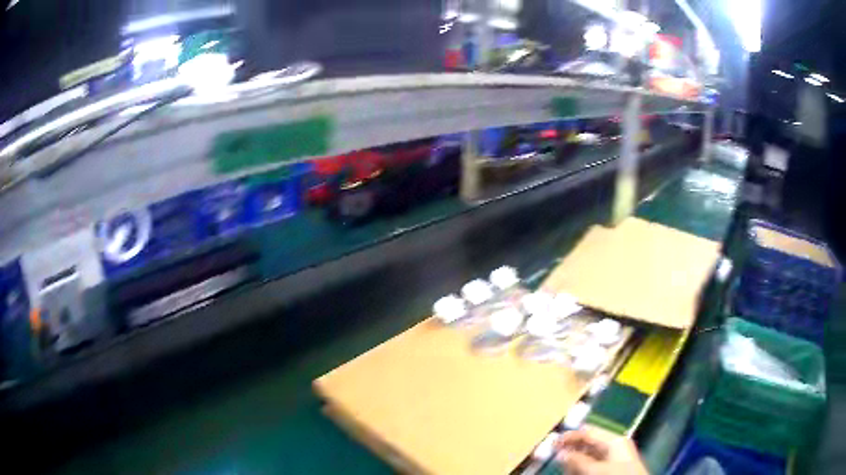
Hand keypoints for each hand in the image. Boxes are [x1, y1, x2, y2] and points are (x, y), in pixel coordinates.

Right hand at [555, 428, 648, 474]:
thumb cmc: (616, 474)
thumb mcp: (594, 469)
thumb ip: (577, 460)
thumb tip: (561, 452)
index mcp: (614, 439)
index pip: (589, 432)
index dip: (570, 436)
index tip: (552, 442)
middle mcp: (615, 445)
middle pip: (589, 443)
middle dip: (572, 449)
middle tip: (555, 456)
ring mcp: (616, 457)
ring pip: (591, 455)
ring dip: (576, 459)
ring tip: (563, 466)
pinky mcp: (614, 467)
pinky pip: (595, 463)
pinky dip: (583, 466)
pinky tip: (574, 471)